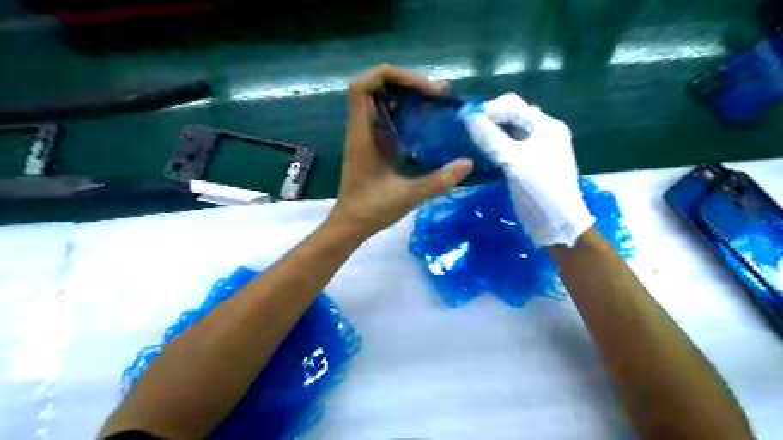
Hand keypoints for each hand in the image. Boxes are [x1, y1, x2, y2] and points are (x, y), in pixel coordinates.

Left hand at [327, 64, 472, 236]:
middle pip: (376, 87)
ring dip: (409, 96)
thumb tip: (468, 163)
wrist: (350, 225)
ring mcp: (368, 136)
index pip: (362, 87)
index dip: (390, 76)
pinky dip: (408, 113)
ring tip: (437, 101)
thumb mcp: (408, 195)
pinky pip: (390, 118)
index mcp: (362, 135)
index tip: (421, 88)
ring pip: (384, 101)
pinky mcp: (375, 145)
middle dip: (407, 83)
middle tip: (438, 93)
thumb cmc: (371, 210)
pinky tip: (427, 122)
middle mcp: (362, 129)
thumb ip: (438, 180)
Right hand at [463, 92, 593, 247]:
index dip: (489, 109)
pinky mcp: (524, 165)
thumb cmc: (541, 189)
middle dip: (488, 120)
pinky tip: (478, 152)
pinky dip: (491, 147)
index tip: (465, 119)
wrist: (556, 225)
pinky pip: (505, 148)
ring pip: (506, 133)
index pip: (513, 106)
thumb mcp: (515, 161)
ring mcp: (533, 150)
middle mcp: (541, 133)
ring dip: (488, 134)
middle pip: (510, 117)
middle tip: (465, 130)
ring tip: (469, 139)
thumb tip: (467, 117)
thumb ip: (491, 138)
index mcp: (546, 126)